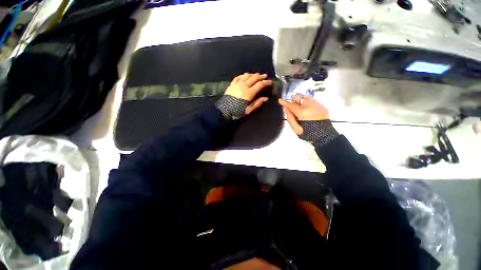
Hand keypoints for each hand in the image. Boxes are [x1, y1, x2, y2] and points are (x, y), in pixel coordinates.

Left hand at [225, 73, 271, 114]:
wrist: (224, 110)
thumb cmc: (237, 111)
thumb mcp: (248, 110)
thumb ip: (257, 103)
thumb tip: (266, 98)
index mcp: (249, 93)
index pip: (260, 85)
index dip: (266, 82)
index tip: (270, 82)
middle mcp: (244, 86)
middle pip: (254, 78)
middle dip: (261, 76)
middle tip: (265, 76)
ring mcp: (237, 84)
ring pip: (246, 75)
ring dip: (253, 74)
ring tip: (256, 75)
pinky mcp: (232, 84)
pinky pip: (238, 77)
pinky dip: (243, 75)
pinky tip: (245, 76)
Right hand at [278, 93, 328, 134]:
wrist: (324, 135)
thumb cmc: (308, 134)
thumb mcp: (296, 129)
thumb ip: (290, 118)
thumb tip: (286, 109)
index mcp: (302, 112)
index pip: (291, 105)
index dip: (284, 103)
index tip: (280, 100)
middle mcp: (310, 105)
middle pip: (298, 97)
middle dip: (294, 101)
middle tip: (293, 108)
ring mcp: (317, 104)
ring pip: (305, 96)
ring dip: (301, 101)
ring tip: (301, 109)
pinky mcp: (321, 105)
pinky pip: (312, 100)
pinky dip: (307, 103)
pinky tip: (308, 111)